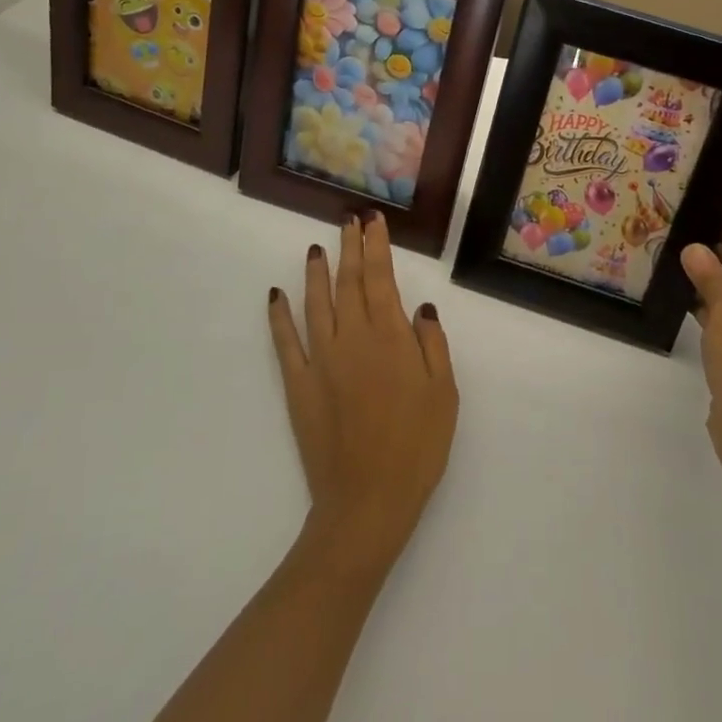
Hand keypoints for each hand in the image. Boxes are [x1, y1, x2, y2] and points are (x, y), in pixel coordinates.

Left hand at [268, 211, 458, 570]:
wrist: (368, 501)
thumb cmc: (417, 447)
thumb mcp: (444, 394)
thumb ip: (432, 345)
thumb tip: (421, 308)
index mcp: (391, 339)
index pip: (381, 279)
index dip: (376, 247)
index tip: (373, 221)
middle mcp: (353, 339)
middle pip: (349, 282)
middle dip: (350, 248)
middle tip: (349, 220)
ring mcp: (321, 360)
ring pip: (317, 303)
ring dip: (317, 272)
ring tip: (318, 247)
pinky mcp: (298, 384)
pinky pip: (285, 342)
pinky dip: (279, 315)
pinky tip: (277, 295)